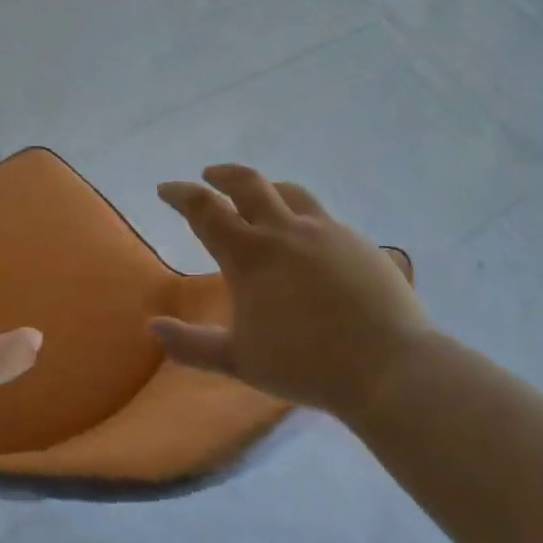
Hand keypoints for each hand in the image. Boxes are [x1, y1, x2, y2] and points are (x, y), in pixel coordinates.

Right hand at [152, 165, 427, 420]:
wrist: (388, 366)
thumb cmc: (305, 364)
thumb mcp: (240, 360)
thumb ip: (192, 345)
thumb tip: (154, 327)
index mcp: (250, 255)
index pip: (205, 210)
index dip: (181, 194)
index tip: (166, 188)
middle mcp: (286, 231)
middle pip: (249, 183)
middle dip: (223, 175)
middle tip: (209, 175)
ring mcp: (327, 232)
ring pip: (291, 192)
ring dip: (266, 187)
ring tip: (260, 196)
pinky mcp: (359, 243)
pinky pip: (323, 217)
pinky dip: (302, 216)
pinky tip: (307, 237)